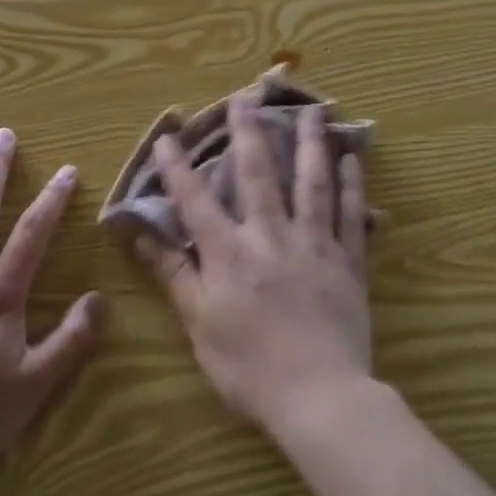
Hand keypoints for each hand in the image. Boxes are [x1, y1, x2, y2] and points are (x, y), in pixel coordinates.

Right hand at [151, 97, 372, 434]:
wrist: (320, 398)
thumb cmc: (250, 368)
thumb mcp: (200, 326)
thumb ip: (175, 276)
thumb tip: (143, 237)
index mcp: (230, 253)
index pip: (196, 200)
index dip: (178, 167)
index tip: (168, 135)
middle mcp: (271, 235)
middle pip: (259, 174)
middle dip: (249, 132)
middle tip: (248, 96)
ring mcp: (315, 244)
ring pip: (313, 183)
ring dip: (312, 143)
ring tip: (315, 110)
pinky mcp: (348, 262)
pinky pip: (352, 215)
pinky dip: (352, 185)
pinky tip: (352, 159)